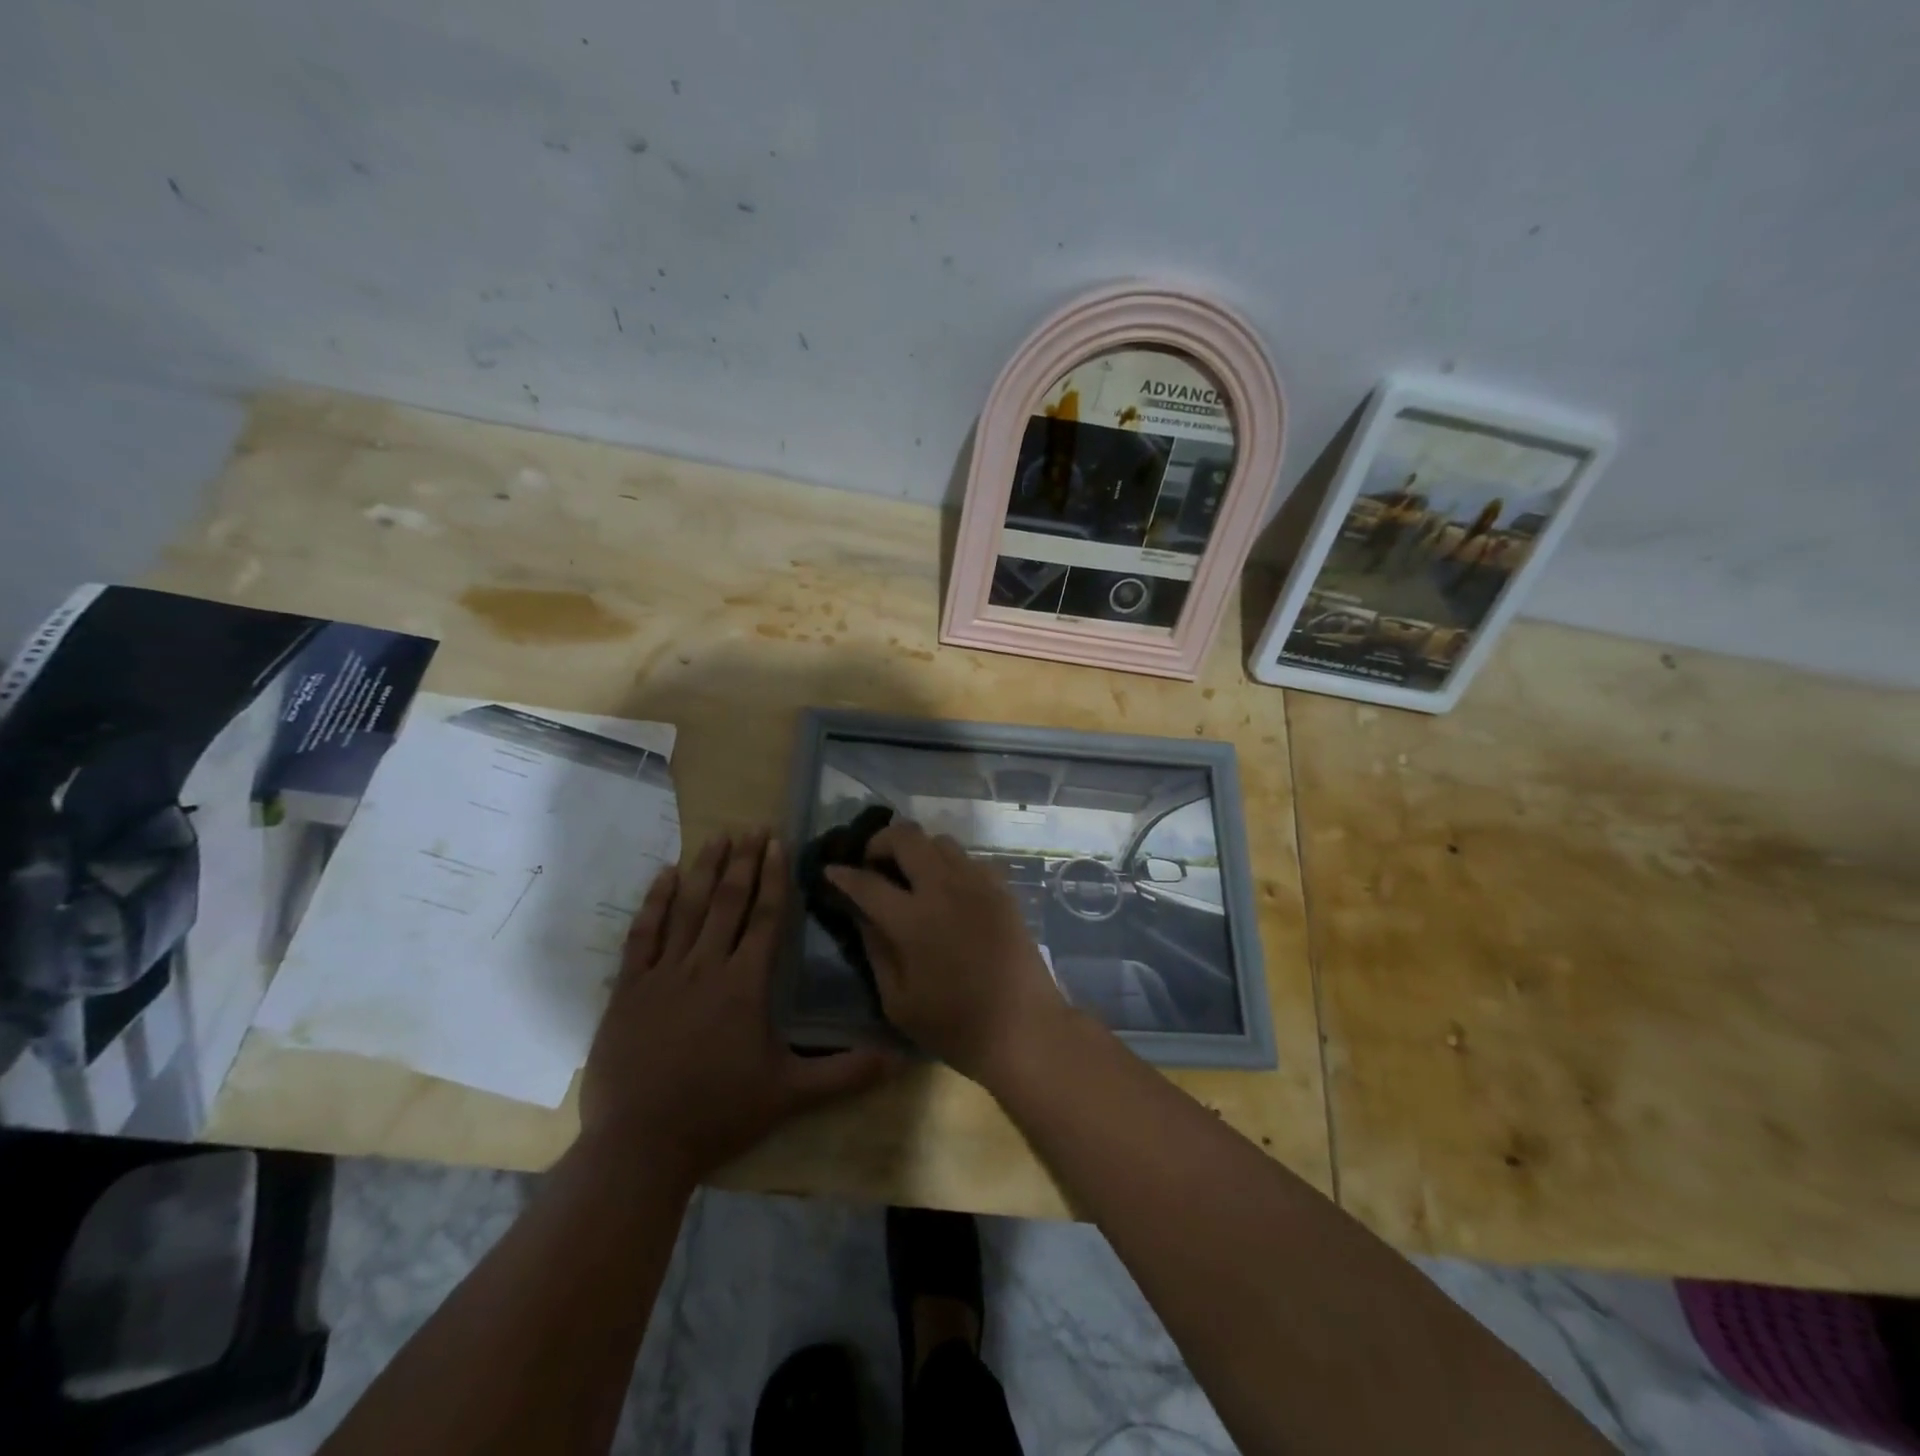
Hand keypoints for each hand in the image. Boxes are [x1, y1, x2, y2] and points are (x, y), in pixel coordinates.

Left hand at [581, 830, 896, 1183]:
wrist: (640, 1146)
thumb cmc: (719, 1114)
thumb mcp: (790, 1094)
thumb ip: (846, 1073)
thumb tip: (899, 1058)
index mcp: (746, 984)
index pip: (766, 917)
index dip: (774, 877)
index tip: (778, 843)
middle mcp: (706, 967)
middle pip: (728, 902)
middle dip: (742, 861)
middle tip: (752, 826)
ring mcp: (663, 974)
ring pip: (687, 909)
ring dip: (704, 869)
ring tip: (717, 836)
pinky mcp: (629, 989)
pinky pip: (643, 934)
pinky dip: (655, 901)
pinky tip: (665, 875)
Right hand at [824, 820, 1067, 1082]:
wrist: (1023, 1027)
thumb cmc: (954, 1025)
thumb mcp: (898, 1001)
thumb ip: (876, 950)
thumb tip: (861, 914)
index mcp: (913, 919)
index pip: (867, 882)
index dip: (843, 875)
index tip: (830, 872)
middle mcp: (944, 888)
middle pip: (906, 836)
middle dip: (879, 842)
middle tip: (872, 865)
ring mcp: (977, 884)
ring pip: (940, 840)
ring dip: (917, 850)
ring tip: (910, 876)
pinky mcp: (1002, 889)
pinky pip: (969, 859)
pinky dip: (950, 865)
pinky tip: (948, 891)